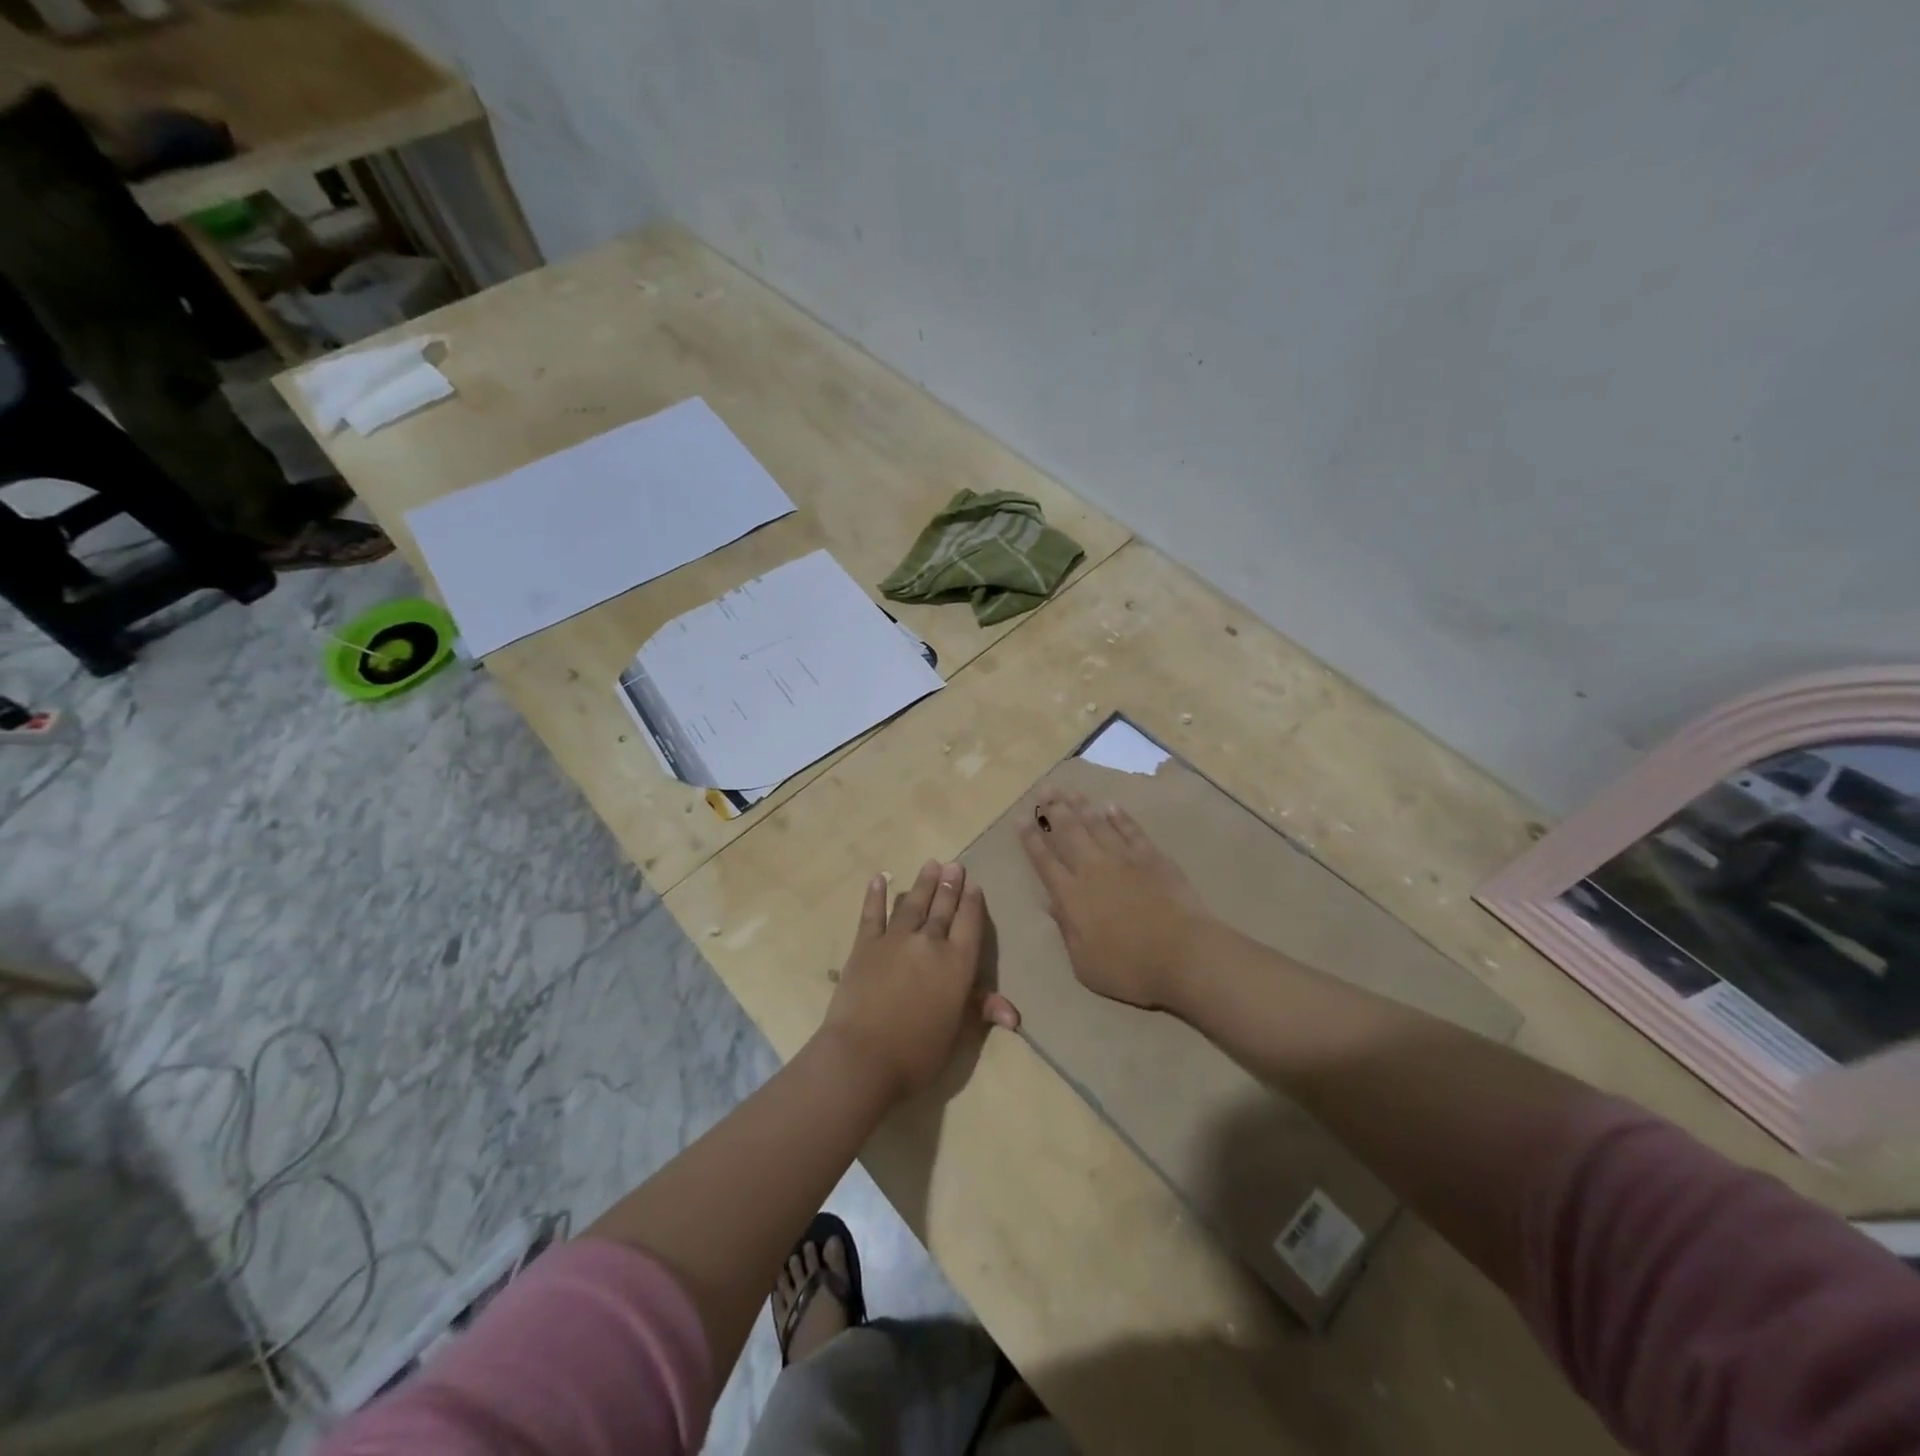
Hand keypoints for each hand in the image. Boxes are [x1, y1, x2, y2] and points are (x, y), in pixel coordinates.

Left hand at [820, 861, 1019, 1101]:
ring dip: (923, 883)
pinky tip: (879, 878)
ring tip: (931, 863)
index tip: (974, 885)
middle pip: (943, 907)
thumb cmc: (918, 1053)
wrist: (864, 1056)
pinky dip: (876, 895)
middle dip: (950, 884)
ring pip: (913, 903)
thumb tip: (1013, 1014)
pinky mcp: (865, 945)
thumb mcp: (958, 1035)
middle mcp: (930, 943)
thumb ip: (981, 1012)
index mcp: (958, 964)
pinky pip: (873, 913)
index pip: (969, 923)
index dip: (972, 902)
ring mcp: (895, 940)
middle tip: (954, 864)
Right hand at [1018, 788, 1210, 1010]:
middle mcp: (1093, 869)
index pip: (1044, 861)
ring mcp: (1124, 859)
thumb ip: (1067, 931)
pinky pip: (1131, 831)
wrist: (1183, 954)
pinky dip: (1120, 818)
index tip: (1021, 819)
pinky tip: (1112, 807)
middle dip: (1054, 810)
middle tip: (1045, 789)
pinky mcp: (1152, 858)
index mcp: (1072, 896)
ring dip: (1082, 806)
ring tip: (1070, 790)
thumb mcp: (1085, 964)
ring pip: (1098, 825)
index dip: (1031, 839)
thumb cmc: (1129, 969)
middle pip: (1069, 833)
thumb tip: (1052, 904)